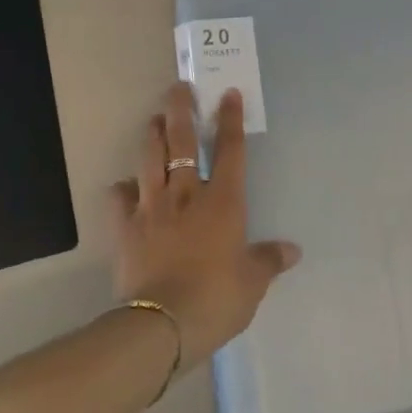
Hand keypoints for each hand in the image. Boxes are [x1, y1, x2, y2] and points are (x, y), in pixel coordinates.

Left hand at [113, 83, 301, 368]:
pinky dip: (122, 189)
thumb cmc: (216, 298)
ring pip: (149, 159)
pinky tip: (125, 186)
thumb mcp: (252, 283)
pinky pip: (119, 199)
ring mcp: (152, 209)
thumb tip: (293, 251)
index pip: (230, 150)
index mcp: (223, 202)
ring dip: (151, 135)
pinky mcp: (125, 229)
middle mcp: (187, 195)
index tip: (227, 93)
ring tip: (153, 120)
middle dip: (180, 110)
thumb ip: (269, 261)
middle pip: (181, 143)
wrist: (161, 325)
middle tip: (178, 88)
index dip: (230, 119)